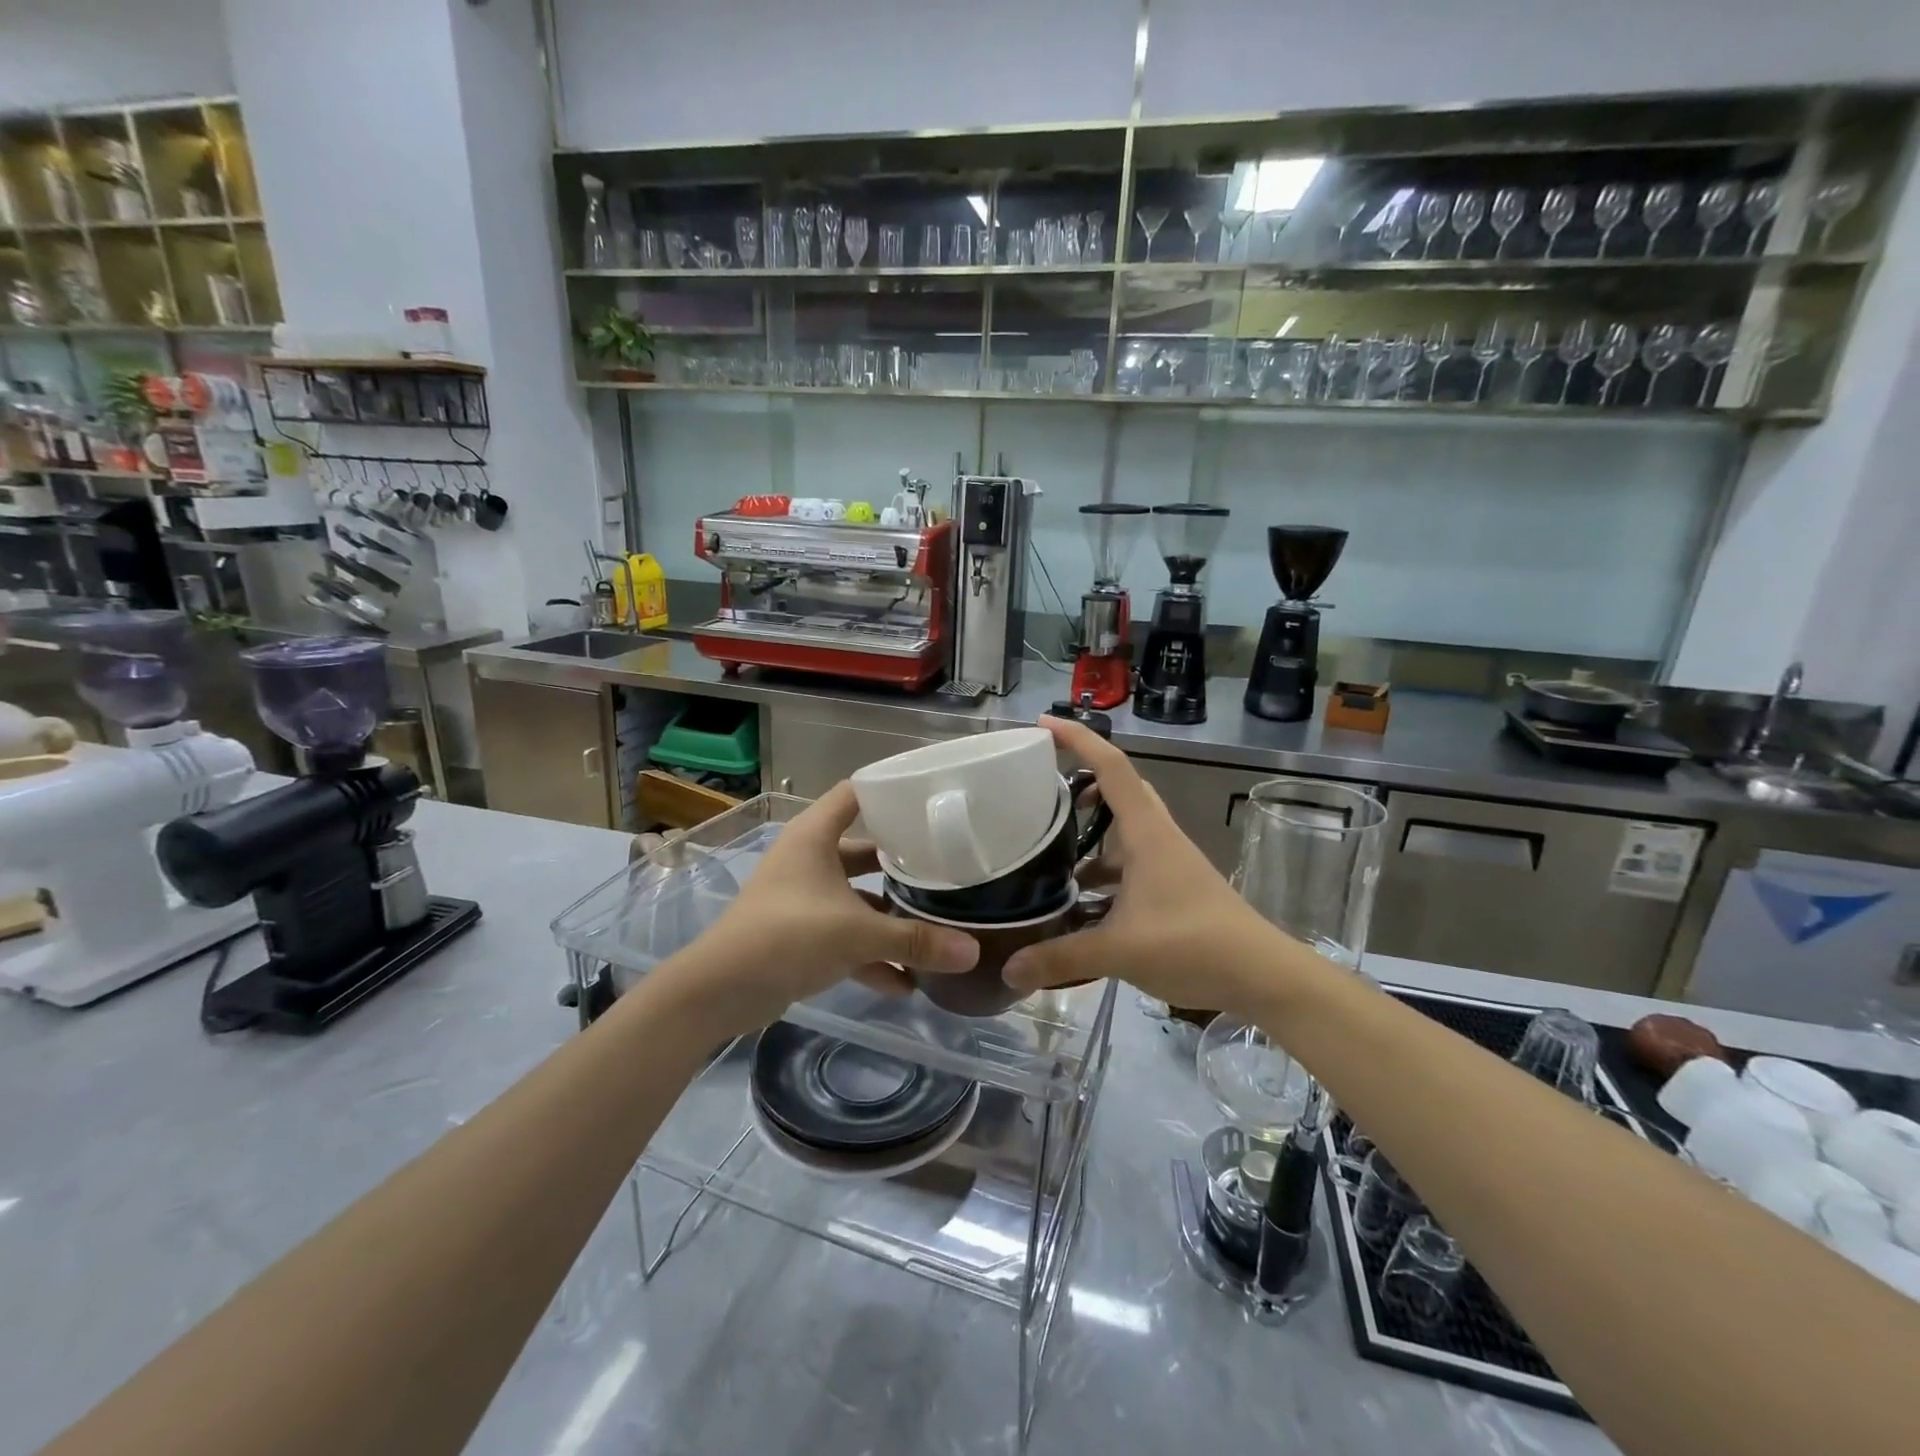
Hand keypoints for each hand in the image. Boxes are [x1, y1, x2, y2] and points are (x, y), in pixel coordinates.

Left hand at [658, 782, 978, 1035]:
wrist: (718, 992)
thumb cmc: (787, 936)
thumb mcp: (857, 934)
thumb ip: (915, 941)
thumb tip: (974, 952)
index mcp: (815, 836)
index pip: (856, 793)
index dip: (891, 792)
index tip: (933, 800)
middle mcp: (810, 859)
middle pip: (865, 849)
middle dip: (903, 863)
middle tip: (948, 866)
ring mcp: (804, 898)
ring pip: (858, 898)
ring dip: (890, 916)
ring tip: (937, 926)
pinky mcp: (801, 936)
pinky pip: (846, 937)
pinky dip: (872, 955)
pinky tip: (907, 982)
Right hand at [1003, 717, 1278, 1011]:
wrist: (1263, 977)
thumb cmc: (1193, 944)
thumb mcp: (1119, 951)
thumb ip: (1061, 958)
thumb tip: (1008, 970)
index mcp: (1146, 832)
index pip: (1111, 766)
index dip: (1077, 738)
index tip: (1042, 725)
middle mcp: (1157, 838)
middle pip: (1119, 791)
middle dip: (1081, 784)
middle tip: (1042, 792)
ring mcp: (1168, 864)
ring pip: (1123, 833)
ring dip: (1090, 838)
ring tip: (1048, 854)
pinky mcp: (1173, 890)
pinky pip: (1129, 868)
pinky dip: (1102, 877)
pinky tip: (1078, 907)